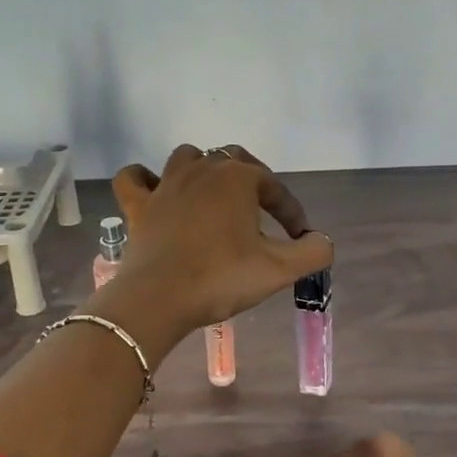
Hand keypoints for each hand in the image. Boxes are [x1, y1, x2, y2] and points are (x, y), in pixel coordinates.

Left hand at [109, 145, 332, 334]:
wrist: (158, 299)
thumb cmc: (221, 278)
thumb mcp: (279, 270)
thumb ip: (312, 252)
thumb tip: (322, 241)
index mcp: (238, 178)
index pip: (274, 187)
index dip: (291, 212)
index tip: (300, 238)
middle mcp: (202, 169)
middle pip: (233, 159)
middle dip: (252, 181)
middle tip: (263, 212)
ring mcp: (165, 184)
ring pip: (187, 158)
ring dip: (203, 170)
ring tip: (214, 197)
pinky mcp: (137, 205)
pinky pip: (134, 178)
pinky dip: (144, 179)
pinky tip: (155, 191)